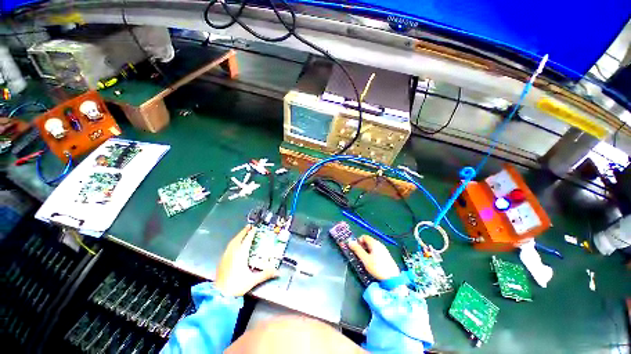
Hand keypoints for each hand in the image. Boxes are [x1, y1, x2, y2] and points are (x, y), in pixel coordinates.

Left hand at [215, 225, 277, 296]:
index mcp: (240, 255)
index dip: (251, 233)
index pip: (247, 240)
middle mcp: (232, 253)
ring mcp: (226, 256)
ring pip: (232, 242)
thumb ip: (265, 274)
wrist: (219, 295)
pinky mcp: (222, 261)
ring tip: (242, 233)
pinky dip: (233, 242)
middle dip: (243, 232)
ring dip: (238, 236)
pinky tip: (234, 245)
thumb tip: (278, 271)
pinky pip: (228, 247)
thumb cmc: (236, 286)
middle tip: (248, 226)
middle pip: (238, 239)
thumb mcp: (252, 280)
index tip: (254, 228)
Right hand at [348, 235, 399, 280]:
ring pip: (372, 247)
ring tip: (364, 259)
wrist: (393, 279)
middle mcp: (379, 244)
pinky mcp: (386, 256)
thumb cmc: (377, 267)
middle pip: (368, 241)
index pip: (364, 236)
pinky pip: (376, 251)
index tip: (355, 249)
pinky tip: (372, 262)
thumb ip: (357, 250)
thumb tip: (350, 242)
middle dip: (362, 246)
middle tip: (359, 255)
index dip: (358, 241)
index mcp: (374, 243)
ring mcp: (384, 250)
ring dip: (366, 250)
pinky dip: (372, 254)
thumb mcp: (365, 259)